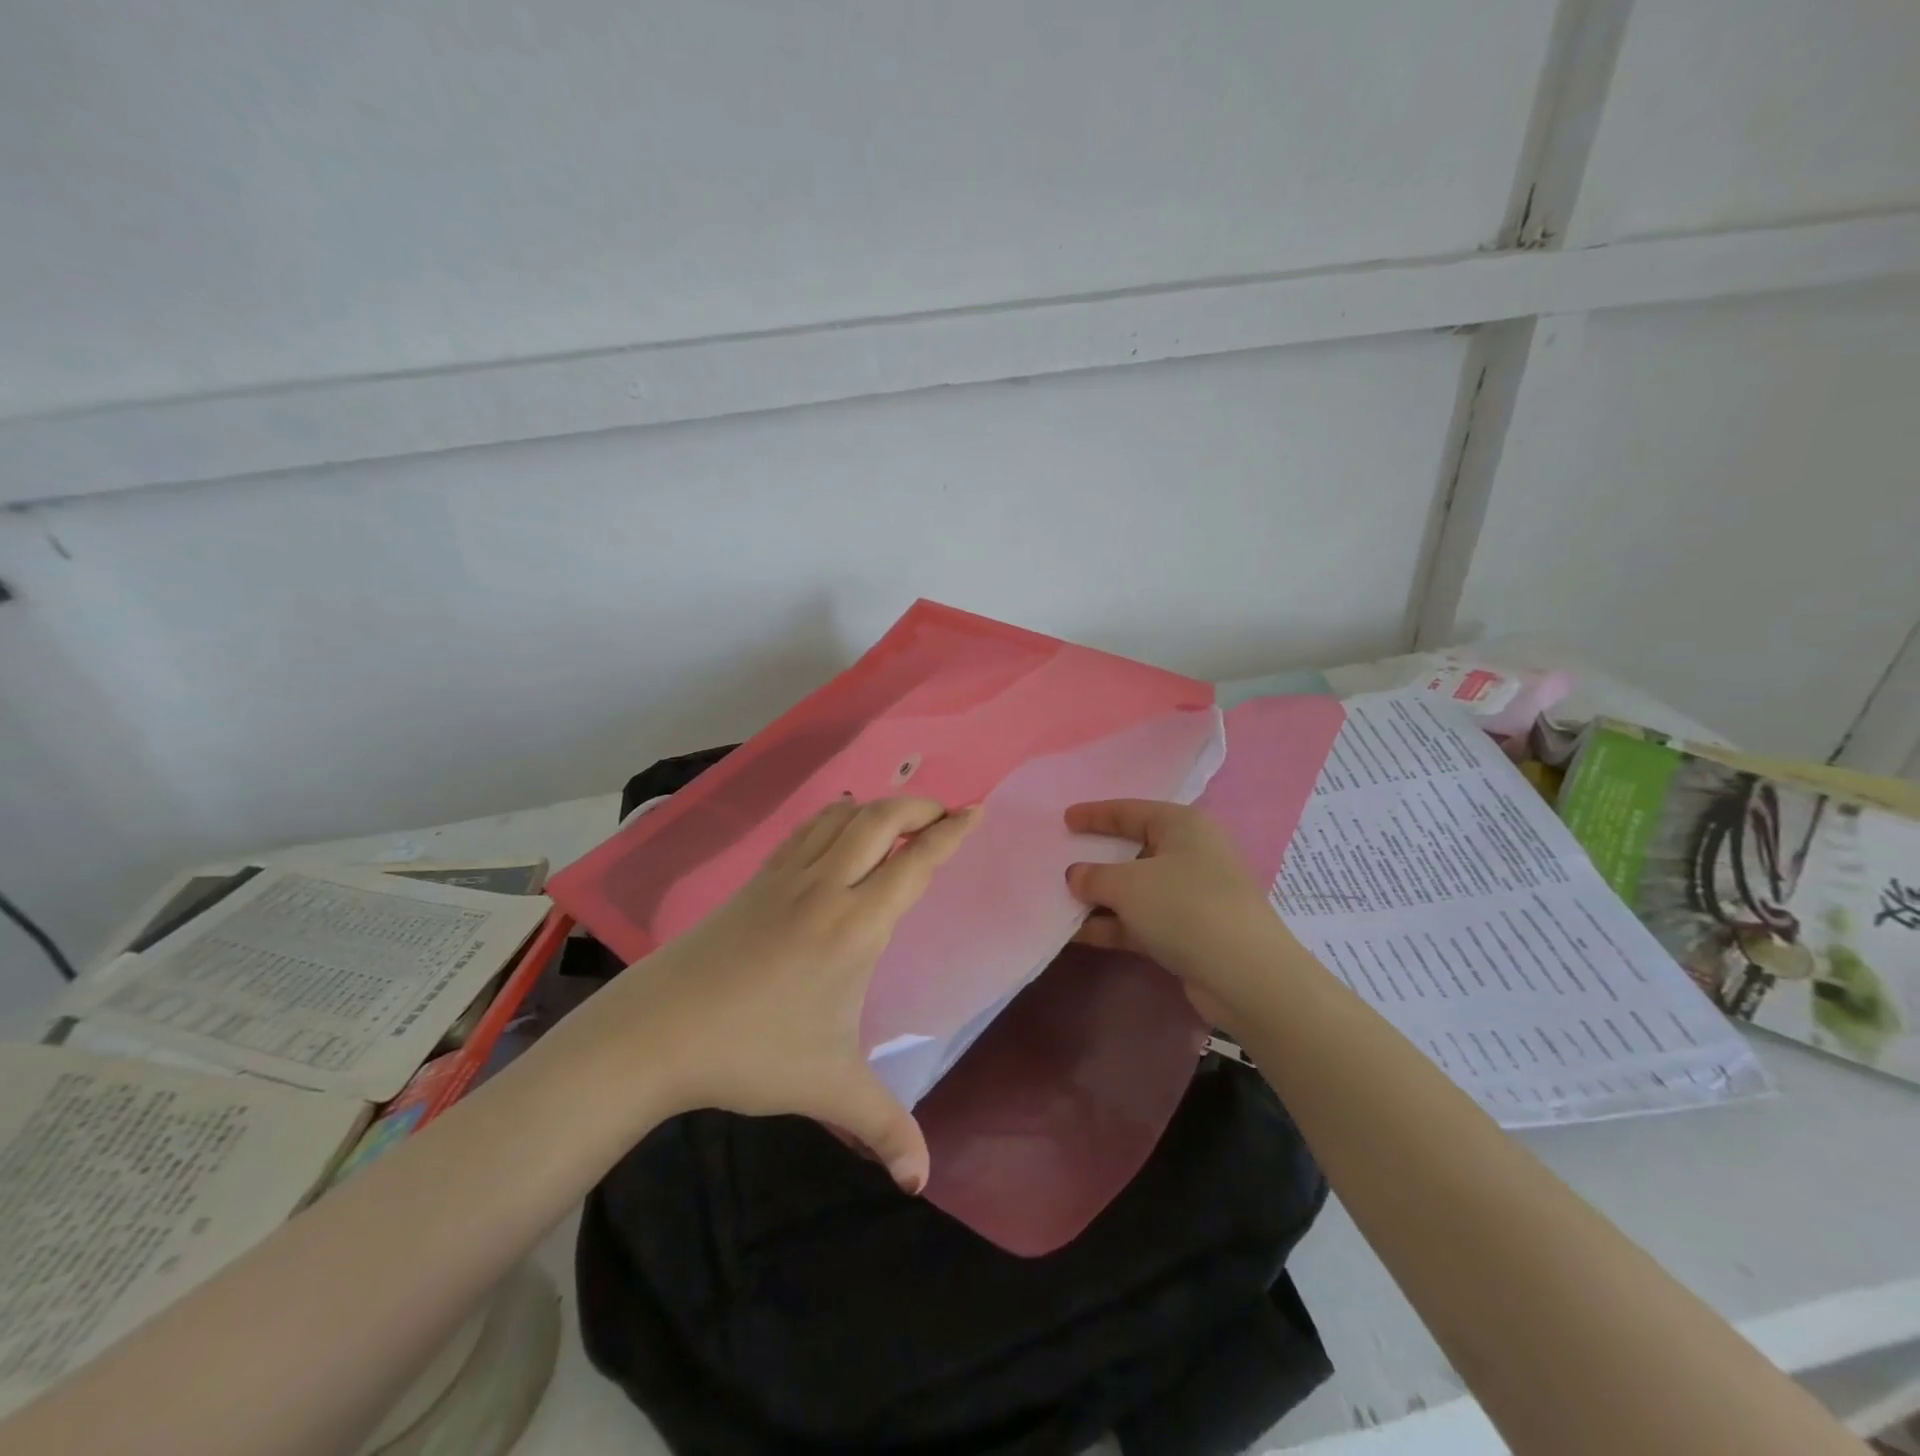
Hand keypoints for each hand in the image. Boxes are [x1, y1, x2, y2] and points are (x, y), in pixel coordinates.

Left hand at [576, 796, 977, 1193]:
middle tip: (944, 813)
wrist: (656, 1031)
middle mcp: (826, 887)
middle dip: (919, 807)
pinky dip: (833, 817)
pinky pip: (805, 831)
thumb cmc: (750, 1051)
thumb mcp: (827, 1088)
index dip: (951, 833)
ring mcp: (786, 878)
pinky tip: (838, 827)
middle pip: (879, 820)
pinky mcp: (757, 881)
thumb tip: (922, 1181)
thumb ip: (883, 1126)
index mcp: (855, 926)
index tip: (976, 811)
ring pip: (840, 818)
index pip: (914, 863)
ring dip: (876, 807)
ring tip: (899, 817)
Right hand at [1065, 799, 1289, 1027]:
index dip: (1096, 814)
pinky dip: (1113, 925)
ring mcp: (1192, 896)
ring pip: (1136, 890)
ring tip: (1059, 901)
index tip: (1065, 819)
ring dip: (1100, 897)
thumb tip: (1075, 875)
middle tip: (1061, 859)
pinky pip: (1141, 921)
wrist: (1245, 976)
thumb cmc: (1184, 907)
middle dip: (1097, 858)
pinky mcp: (1189, 933)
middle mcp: (1191, 854)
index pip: (1131, 811)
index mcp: (1183, 826)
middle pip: (1134, 850)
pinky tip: (1077, 934)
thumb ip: (1094, 876)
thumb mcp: (1128, 884)